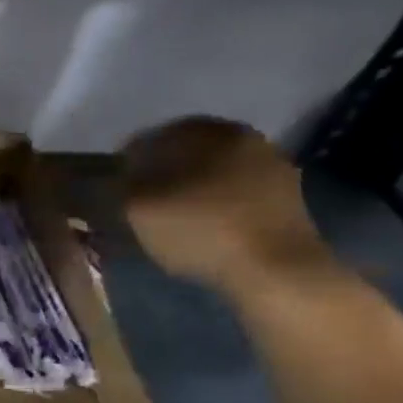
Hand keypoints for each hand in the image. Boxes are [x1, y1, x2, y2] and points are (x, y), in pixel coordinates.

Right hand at [122, 117, 333, 295]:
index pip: (158, 135)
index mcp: (212, 132)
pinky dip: (214, 203)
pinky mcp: (287, 199)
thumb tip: (121, 176)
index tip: (115, 180)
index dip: (130, 156)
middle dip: (162, 169)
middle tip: (139, 195)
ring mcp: (274, 168)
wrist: (275, 270)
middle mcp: (247, 139)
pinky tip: (200, 224)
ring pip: (214, 171)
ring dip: (190, 186)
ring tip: (168, 213)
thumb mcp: (139, 207)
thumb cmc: (201, 229)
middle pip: (190, 150)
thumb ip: (123, 184)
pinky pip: (236, 192)